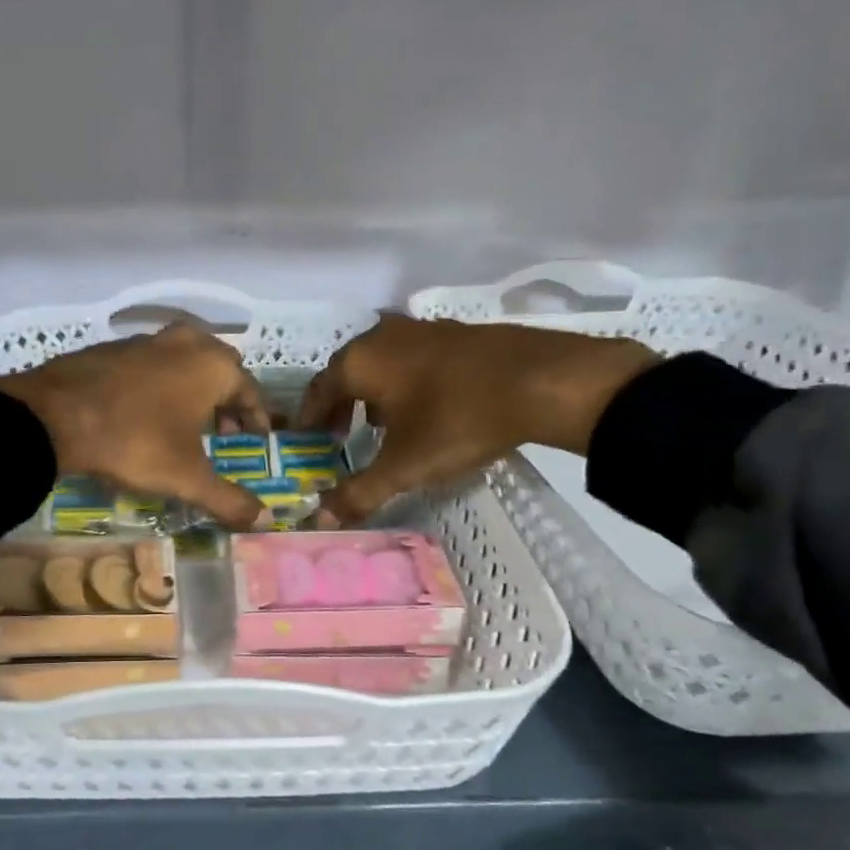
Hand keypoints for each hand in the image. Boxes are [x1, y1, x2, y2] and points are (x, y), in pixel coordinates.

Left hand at [0, 323, 269, 527]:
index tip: (255, 439)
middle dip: (226, 400)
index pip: (250, 391)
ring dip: (192, 389)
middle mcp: (186, 342)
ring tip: (185, 424)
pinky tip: (145, 411)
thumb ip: (228, 499)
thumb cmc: (135, 441)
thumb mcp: (186, 477)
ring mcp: (146, 339)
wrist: (54, 416)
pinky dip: (160, 383)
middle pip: (219, 369)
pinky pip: (151, 363)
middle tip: (222, 432)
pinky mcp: (113, 346)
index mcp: (213, 365)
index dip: (255, 418)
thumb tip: (264, 520)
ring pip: (183, 361)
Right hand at [297, 315, 657, 525]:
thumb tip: (320, 520)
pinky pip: (413, 359)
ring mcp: (422, 329)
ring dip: (372, 393)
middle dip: (339, 405)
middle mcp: (382, 337)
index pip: (318, 389)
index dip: (308, 417)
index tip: (305, 439)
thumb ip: (360, 492)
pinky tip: (423, 407)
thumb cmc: (458, 420)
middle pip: (347, 372)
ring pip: (381, 363)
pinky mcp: (456, 332)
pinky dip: (404, 382)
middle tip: (336, 435)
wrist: (543, 380)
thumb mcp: (405, 465)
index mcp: (360, 361)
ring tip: (378, 426)